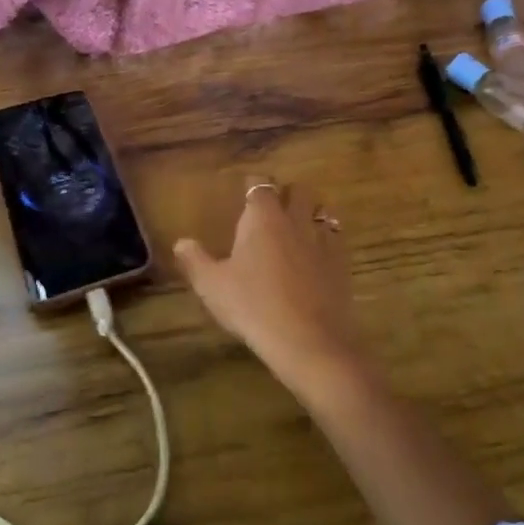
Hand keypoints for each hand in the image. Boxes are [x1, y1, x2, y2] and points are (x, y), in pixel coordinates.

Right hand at [173, 176, 373, 397]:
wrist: (307, 340)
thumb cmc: (252, 305)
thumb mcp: (212, 286)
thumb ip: (196, 260)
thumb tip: (181, 242)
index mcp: (263, 218)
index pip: (260, 185)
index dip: (253, 185)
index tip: (246, 191)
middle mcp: (295, 220)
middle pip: (298, 191)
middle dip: (287, 194)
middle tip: (273, 210)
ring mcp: (322, 241)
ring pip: (321, 212)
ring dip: (310, 215)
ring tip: (298, 229)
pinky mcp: (341, 264)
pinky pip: (336, 240)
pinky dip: (327, 242)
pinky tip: (318, 258)